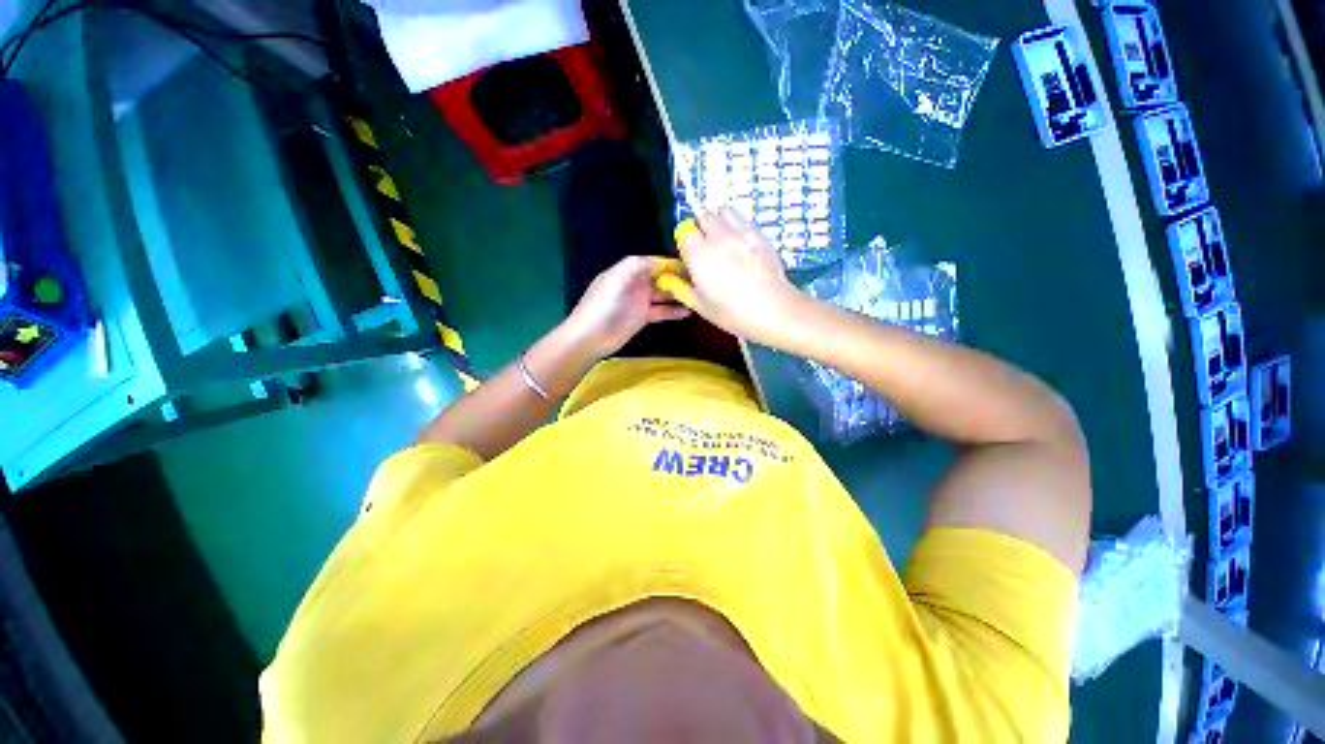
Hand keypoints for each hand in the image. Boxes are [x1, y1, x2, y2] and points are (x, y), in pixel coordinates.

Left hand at [564, 255, 691, 356]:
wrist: (589, 338)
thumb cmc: (603, 306)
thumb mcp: (618, 280)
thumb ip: (637, 266)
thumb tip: (662, 261)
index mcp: (629, 270)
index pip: (655, 262)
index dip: (672, 264)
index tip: (692, 266)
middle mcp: (636, 283)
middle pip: (662, 277)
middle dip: (679, 279)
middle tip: (701, 283)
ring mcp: (640, 301)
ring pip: (664, 294)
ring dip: (679, 295)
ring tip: (699, 297)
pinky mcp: (642, 317)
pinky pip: (662, 311)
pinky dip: (674, 311)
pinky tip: (688, 312)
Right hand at [672, 207, 802, 345]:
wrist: (774, 310)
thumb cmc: (732, 313)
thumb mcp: (701, 306)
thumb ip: (681, 288)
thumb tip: (667, 279)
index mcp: (699, 254)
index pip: (684, 230)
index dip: (685, 241)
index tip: (690, 256)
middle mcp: (719, 236)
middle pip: (704, 215)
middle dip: (701, 227)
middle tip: (706, 248)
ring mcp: (742, 232)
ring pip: (725, 210)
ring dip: (720, 221)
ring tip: (724, 241)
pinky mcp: (761, 234)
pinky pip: (744, 220)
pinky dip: (738, 227)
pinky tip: (743, 247)